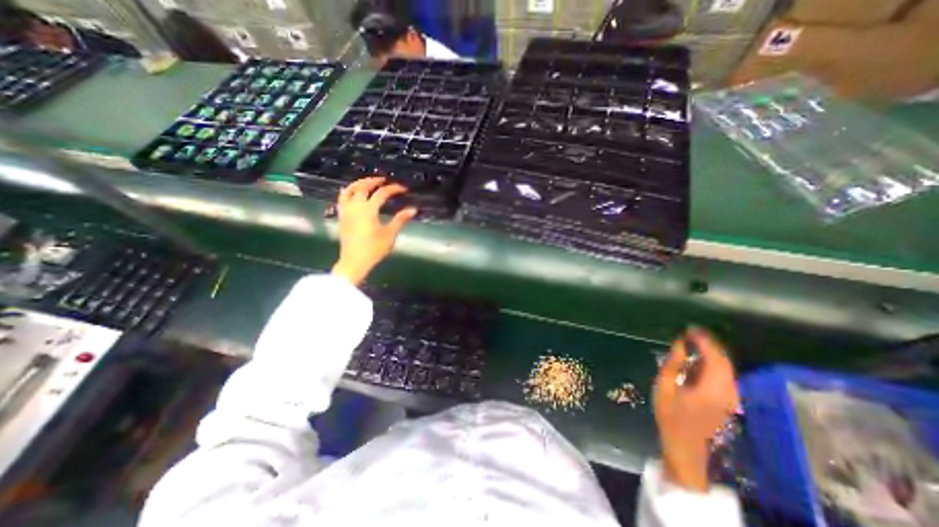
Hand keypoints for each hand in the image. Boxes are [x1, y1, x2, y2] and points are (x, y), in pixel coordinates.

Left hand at [332, 177, 415, 286]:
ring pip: (349, 190)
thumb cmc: (374, 249)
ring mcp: (346, 211)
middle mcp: (355, 206)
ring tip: (367, 182)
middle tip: (384, 180)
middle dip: (374, 181)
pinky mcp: (341, 217)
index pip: (382, 193)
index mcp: (369, 210)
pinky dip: (348, 192)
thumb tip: (413, 209)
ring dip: (359, 183)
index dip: (393, 189)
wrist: (354, 261)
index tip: (403, 189)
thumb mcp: (390, 234)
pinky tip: (352, 193)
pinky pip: (342, 198)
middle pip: (363, 187)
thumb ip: (400, 220)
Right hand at [655, 328, 741, 491]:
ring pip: (726, 367)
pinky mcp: (727, 400)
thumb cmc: (670, 415)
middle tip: (690, 333)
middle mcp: (728, 391)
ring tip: (692, 343)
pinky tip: (697, 360)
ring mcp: (730, 397)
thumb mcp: (664, 386)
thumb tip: (679, 344)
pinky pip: (724, 375)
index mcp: (712, 387)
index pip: (714, 357)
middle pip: (724, 361)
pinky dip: (712, 363)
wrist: (685, 446)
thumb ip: (673, 364)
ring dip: (711, 353)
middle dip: (709, 344)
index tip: (689, 328)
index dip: (703, 340)